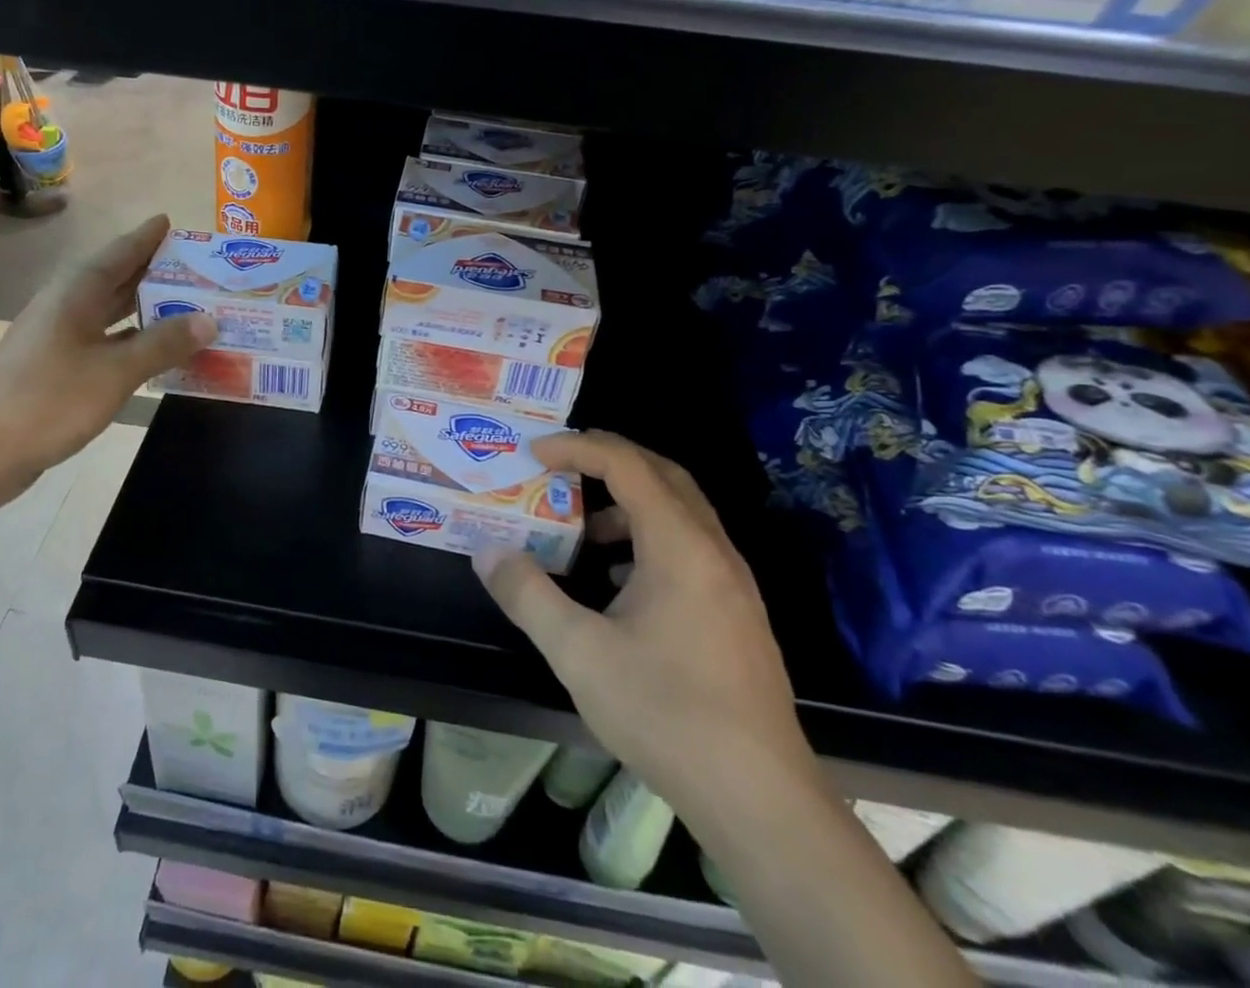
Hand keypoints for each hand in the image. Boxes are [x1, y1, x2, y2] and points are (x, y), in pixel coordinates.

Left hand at [0, 214, 214, 503]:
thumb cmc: (49, 400)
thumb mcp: (116, 371)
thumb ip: (163, 344)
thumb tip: (210, 319)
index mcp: (77, 292)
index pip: (119, 253)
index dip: (146, 237)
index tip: (172, 221)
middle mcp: (66, 306)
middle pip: (116, 279)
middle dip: (154, 271)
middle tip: (197, 266)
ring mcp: (58, 338)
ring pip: (110, 312)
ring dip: (145, 308)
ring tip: (187, 304)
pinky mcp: (56, 368)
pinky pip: (105, 342)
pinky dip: (132, 341)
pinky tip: (156, 352)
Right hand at [473, 431, 811, 811]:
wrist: (761, 800)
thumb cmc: (667, 714)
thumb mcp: (579, 654)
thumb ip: (528, 595)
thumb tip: (488, 552)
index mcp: (680, 544)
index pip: (626, 464)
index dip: (577, 448)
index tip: (534, 454)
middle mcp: (712, 549)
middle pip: (661, 474)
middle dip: (606, 460)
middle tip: (558, 467)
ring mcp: (730, 582)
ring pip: (678, 512)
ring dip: (628, 503)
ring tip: (582, 530)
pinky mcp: (735, 613)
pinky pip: (687, 547)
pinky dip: (646, 539)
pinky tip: (617, 582)